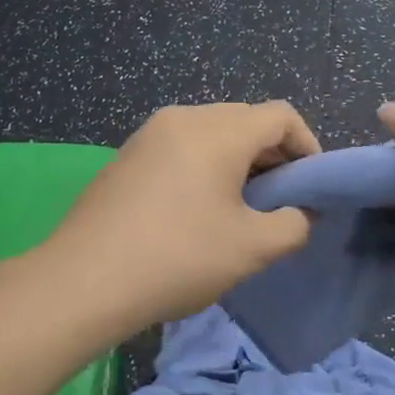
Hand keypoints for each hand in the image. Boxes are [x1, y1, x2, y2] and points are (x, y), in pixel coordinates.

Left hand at [42, 101, 320, 333]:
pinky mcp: (128, 154)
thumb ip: (293, 225)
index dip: (307, 146)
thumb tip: (302, 213)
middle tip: (279, 200)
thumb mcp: (251, 248)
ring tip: (240, 206)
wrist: (84, 279)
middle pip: (245, 119)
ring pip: (212, 132)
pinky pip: (181, 145)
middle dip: (273, 155)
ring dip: (238, 160)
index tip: (311, 188)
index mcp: (218, 130)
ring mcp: (150, 133)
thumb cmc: (178, 257)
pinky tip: (197, 207)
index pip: (280, 115)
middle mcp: (183, 117)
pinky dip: (204, 165)